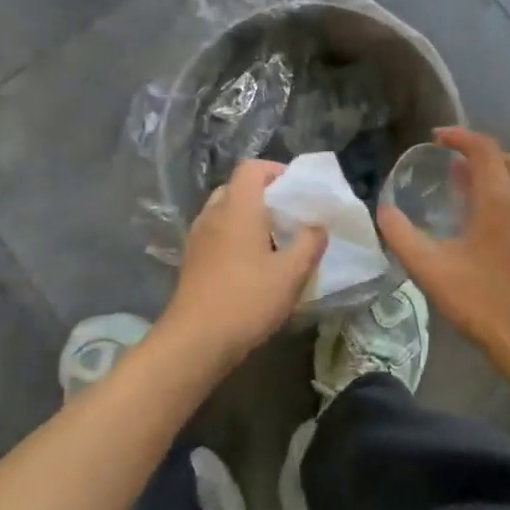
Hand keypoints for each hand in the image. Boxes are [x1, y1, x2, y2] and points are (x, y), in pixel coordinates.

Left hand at [162, 161, 326, 365]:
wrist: (194, 341)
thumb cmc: (247, 300)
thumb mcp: (291, 274)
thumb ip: (310, 243)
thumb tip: (318, 226)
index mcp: (238, 207)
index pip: (252, 168)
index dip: (276, 171)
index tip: (297, 190)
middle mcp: (213, 213)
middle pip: (238, 187)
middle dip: (264, 195)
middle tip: (289, 216)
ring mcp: (198, 237)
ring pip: (225, 211)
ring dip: (248, 218)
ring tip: (273, 241)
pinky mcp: (191, 259)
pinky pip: (216, 233)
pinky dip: (234, 236)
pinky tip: (251, 265)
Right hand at [377, 129, 509, 377]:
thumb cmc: (483, 301)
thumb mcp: (431, 269)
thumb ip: (402, 236)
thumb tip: (383, 211)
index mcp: (500, 200)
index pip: (484, 150)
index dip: (460, 136)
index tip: (435, 137)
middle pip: (509, 159)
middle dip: (480, 152)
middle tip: (450, 160)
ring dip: (493, 174)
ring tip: (461, 185)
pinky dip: (502, 194)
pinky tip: (478, 220)